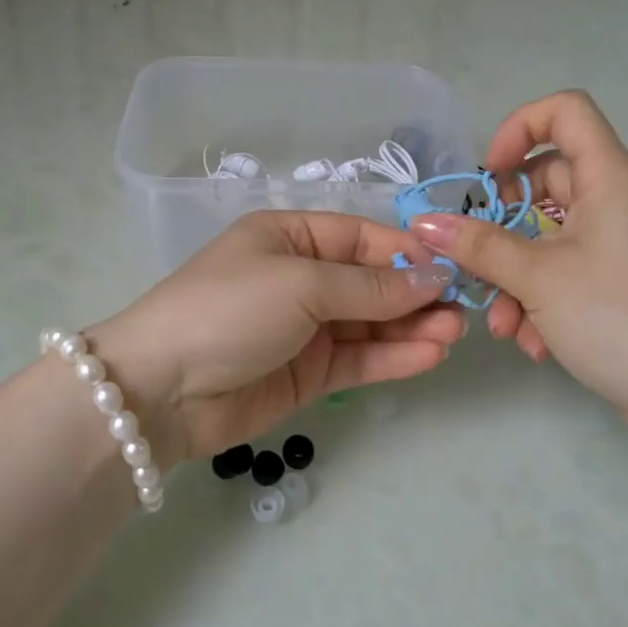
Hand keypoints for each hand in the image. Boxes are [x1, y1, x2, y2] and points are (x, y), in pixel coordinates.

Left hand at [94, 211, 465, 464]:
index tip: (452, 267)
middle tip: (464, 309)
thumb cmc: (230, 309)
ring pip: (370, 323)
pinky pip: (358, 359)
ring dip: (412, 327)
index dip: (406, 252)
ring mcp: (305, 328)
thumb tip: (432, 277)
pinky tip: (429, 356)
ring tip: (455, 334)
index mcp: (289, 237)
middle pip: (370, 281)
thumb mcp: (300, 284)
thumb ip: (369, 286)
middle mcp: (300, 277)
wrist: (163, 389)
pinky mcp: (307, 373)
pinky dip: (392, 357)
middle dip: (415, 293)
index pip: (360, 237)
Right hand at [407, 90, 627, 433]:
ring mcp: (613, 245)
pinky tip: (532, 343)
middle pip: (542, 182)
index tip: (488, 175)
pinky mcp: (613, 284)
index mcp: (605, 177)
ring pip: (544, 238)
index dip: (519, 128)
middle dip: (500, 226)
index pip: (564, 111)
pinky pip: (561, 273)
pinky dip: (539, 301)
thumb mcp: (537, 277)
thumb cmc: (618, 316)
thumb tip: (425, 223)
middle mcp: (611, 201)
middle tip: (476, 258)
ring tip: (502, 325)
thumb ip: (478, 245)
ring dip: (513, 277)